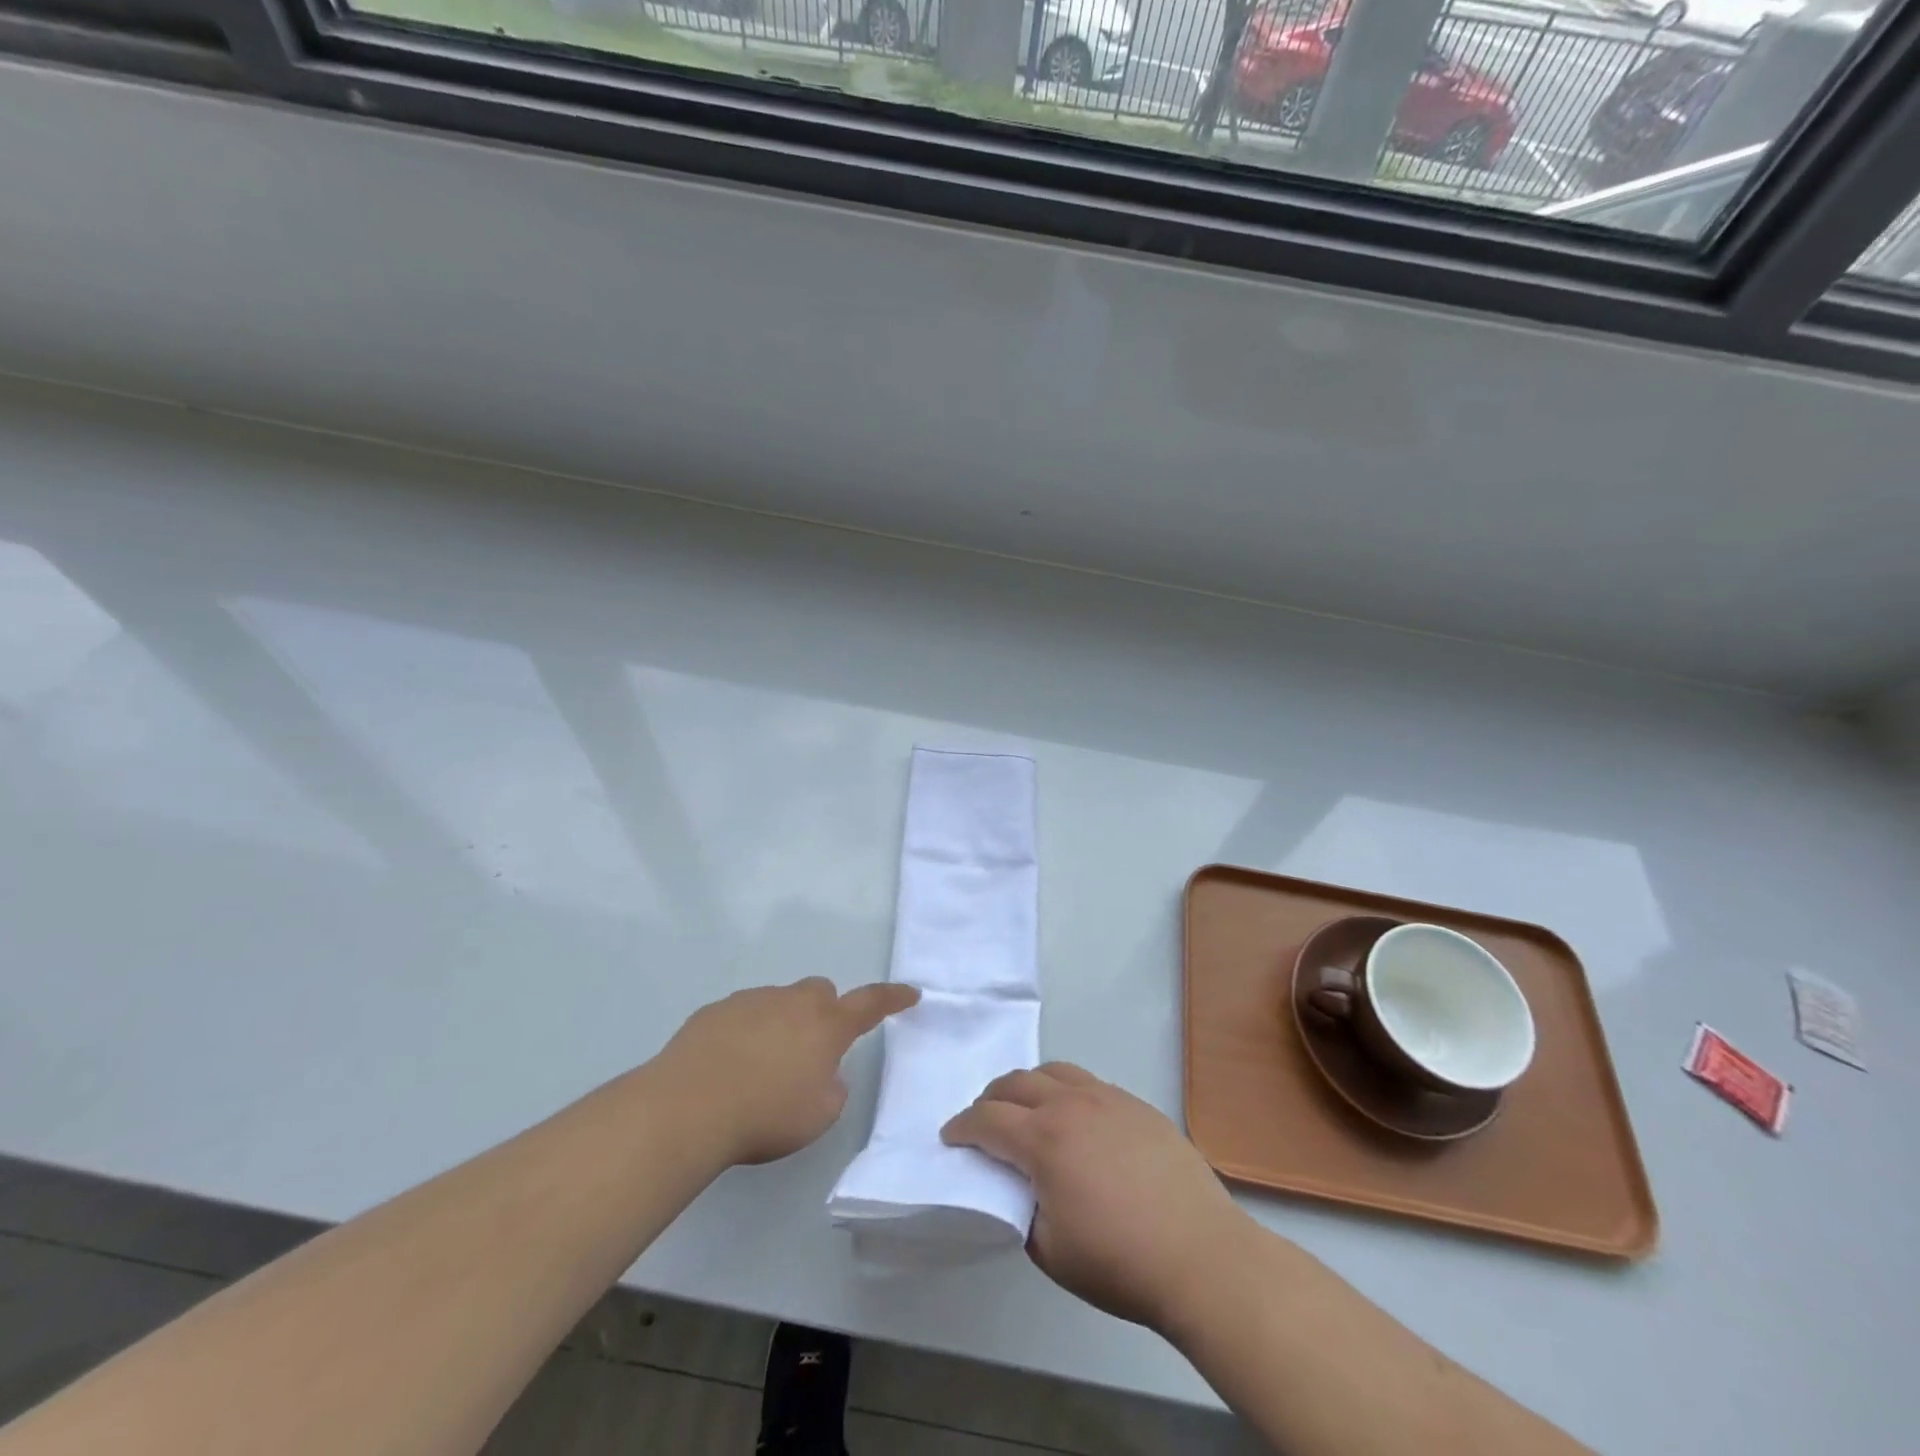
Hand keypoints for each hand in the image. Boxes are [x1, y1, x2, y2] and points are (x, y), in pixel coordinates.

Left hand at [654, 978, 918, 1166]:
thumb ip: (831, 1089)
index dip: (892, 998)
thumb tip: (822, 1074)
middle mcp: (793, 1002)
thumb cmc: (765, 1115)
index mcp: (826, 1025)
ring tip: (761, 1068)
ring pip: (779, 1001)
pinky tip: (728, 1066)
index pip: (870, 1003)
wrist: (688, 1107)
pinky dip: (746, 1032)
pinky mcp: (716, 1010)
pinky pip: (743, 1013)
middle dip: (823, 1012)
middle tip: (812, 1049)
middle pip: (820, 992)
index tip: (910, 992)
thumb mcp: (818, 1116)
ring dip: (782, 1024)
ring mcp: (752, 1001)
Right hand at [941, 1063, 1249, 1332]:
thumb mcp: (1050, 1251)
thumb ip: (1022, 1210)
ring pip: (1054, 1071)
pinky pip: (1088, 1082)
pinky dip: (1066, 1090)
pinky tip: (1075, 1119)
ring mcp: (1108, 1098)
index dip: (962, 1126)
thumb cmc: (1119, 1261)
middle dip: (990, 1098)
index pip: (987, 1119)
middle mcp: (1071, 1105)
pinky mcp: (1136, 1104)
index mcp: (1043, 1139)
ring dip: (1028, 1085)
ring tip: (1026, 1109)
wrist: (1201, 1254)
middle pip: (1016, 1082)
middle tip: (982, 1120)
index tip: (951, 1137)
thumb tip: (1021, 1187)